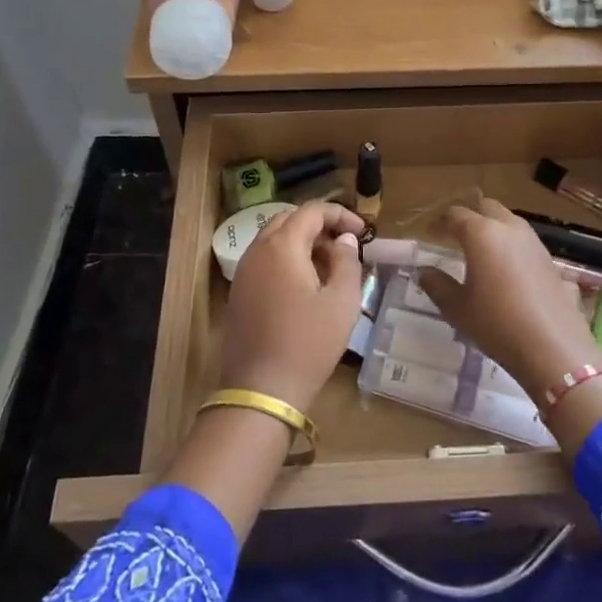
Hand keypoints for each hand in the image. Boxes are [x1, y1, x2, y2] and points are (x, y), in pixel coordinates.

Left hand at [220, 202, 365, 413]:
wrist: (261, 390)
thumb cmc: (308, 343)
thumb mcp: (341, 302)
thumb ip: (347, 262)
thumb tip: (345, 240)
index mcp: (282, 246)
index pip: (312, 211)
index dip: (340, 214)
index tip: (363, 231)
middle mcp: (257, 250)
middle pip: (289, 220)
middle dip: (319, 225)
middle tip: (345, 245)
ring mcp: (244, 272)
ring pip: (274, 240)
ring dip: (302, 242)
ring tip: (329, 265)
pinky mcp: (239, 293)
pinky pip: (264, 260)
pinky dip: (286, 260)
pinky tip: (305, 285)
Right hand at [415, 201, 601, 400]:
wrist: (553, 348)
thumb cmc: (497, 324)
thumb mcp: (457, 308)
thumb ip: (437, 285)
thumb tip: (424, 271)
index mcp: (482, 233)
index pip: (456, 215)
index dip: (440, 222)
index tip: (430, 233)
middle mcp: (510, 229)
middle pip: (486, 208)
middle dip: (469, 217)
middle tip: (455, 236)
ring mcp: (535, 243)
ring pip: (509, 222)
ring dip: (493, 229)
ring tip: (481, 253)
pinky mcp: (551, 261)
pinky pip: (525, 243)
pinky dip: (511, 248)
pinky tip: (507, 272)